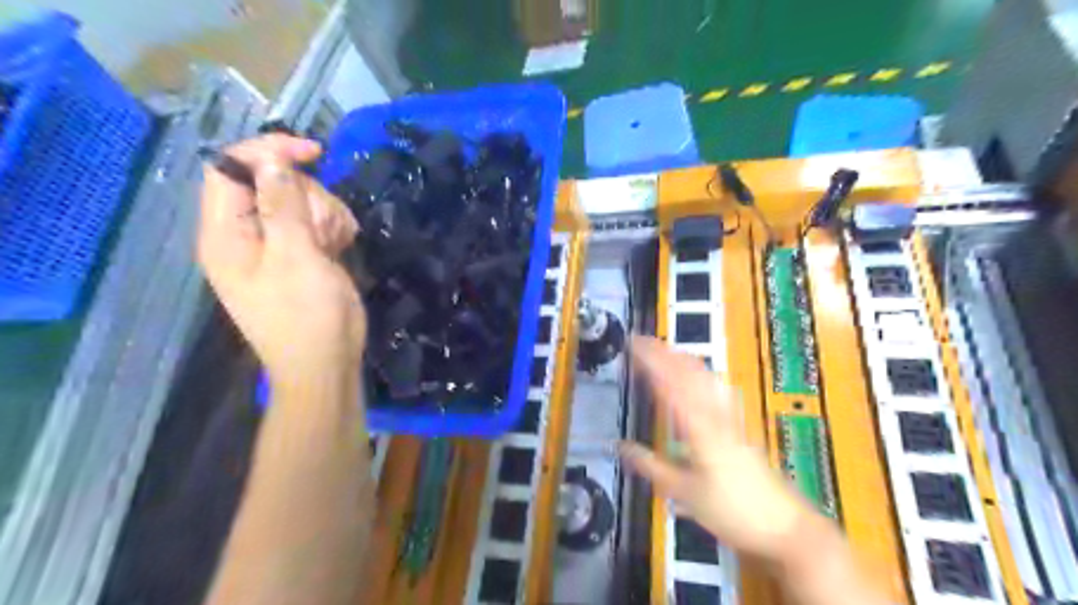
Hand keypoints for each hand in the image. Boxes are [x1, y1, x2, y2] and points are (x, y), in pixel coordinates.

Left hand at [198, 135, 369, 385]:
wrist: (327, 364)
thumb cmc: (308, 316)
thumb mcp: (296, 258)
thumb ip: (283, 206)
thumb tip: (273, 159)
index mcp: (226, 234)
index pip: (232, 169)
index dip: (269, 152)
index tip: (314, 153)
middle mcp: (245, 235)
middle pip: (273, 183)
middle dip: (308, 196)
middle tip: (325, 231)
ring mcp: (275, 246)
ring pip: (302, 201)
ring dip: (326, 214)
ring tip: (336, 244)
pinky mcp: (301, 255)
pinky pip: (316, 222)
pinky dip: (333, 228)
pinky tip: (341, 247)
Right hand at [620, 336, 813, 563]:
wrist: (785, 525)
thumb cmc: (732, 509)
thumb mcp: (684, 492)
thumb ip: (651, 466)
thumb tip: (619, 447)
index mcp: (699, 426)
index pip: (670, 383)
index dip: (651, 361)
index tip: (632, 344)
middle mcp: (716, 414)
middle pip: (689, 371)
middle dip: (665, 352)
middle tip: (641, 341)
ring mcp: (731, 418)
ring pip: (706, 376)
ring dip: (682, 358)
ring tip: (664, 350)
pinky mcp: (740, 426)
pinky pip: (716, 389)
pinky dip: (700, 374)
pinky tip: (699, 376)